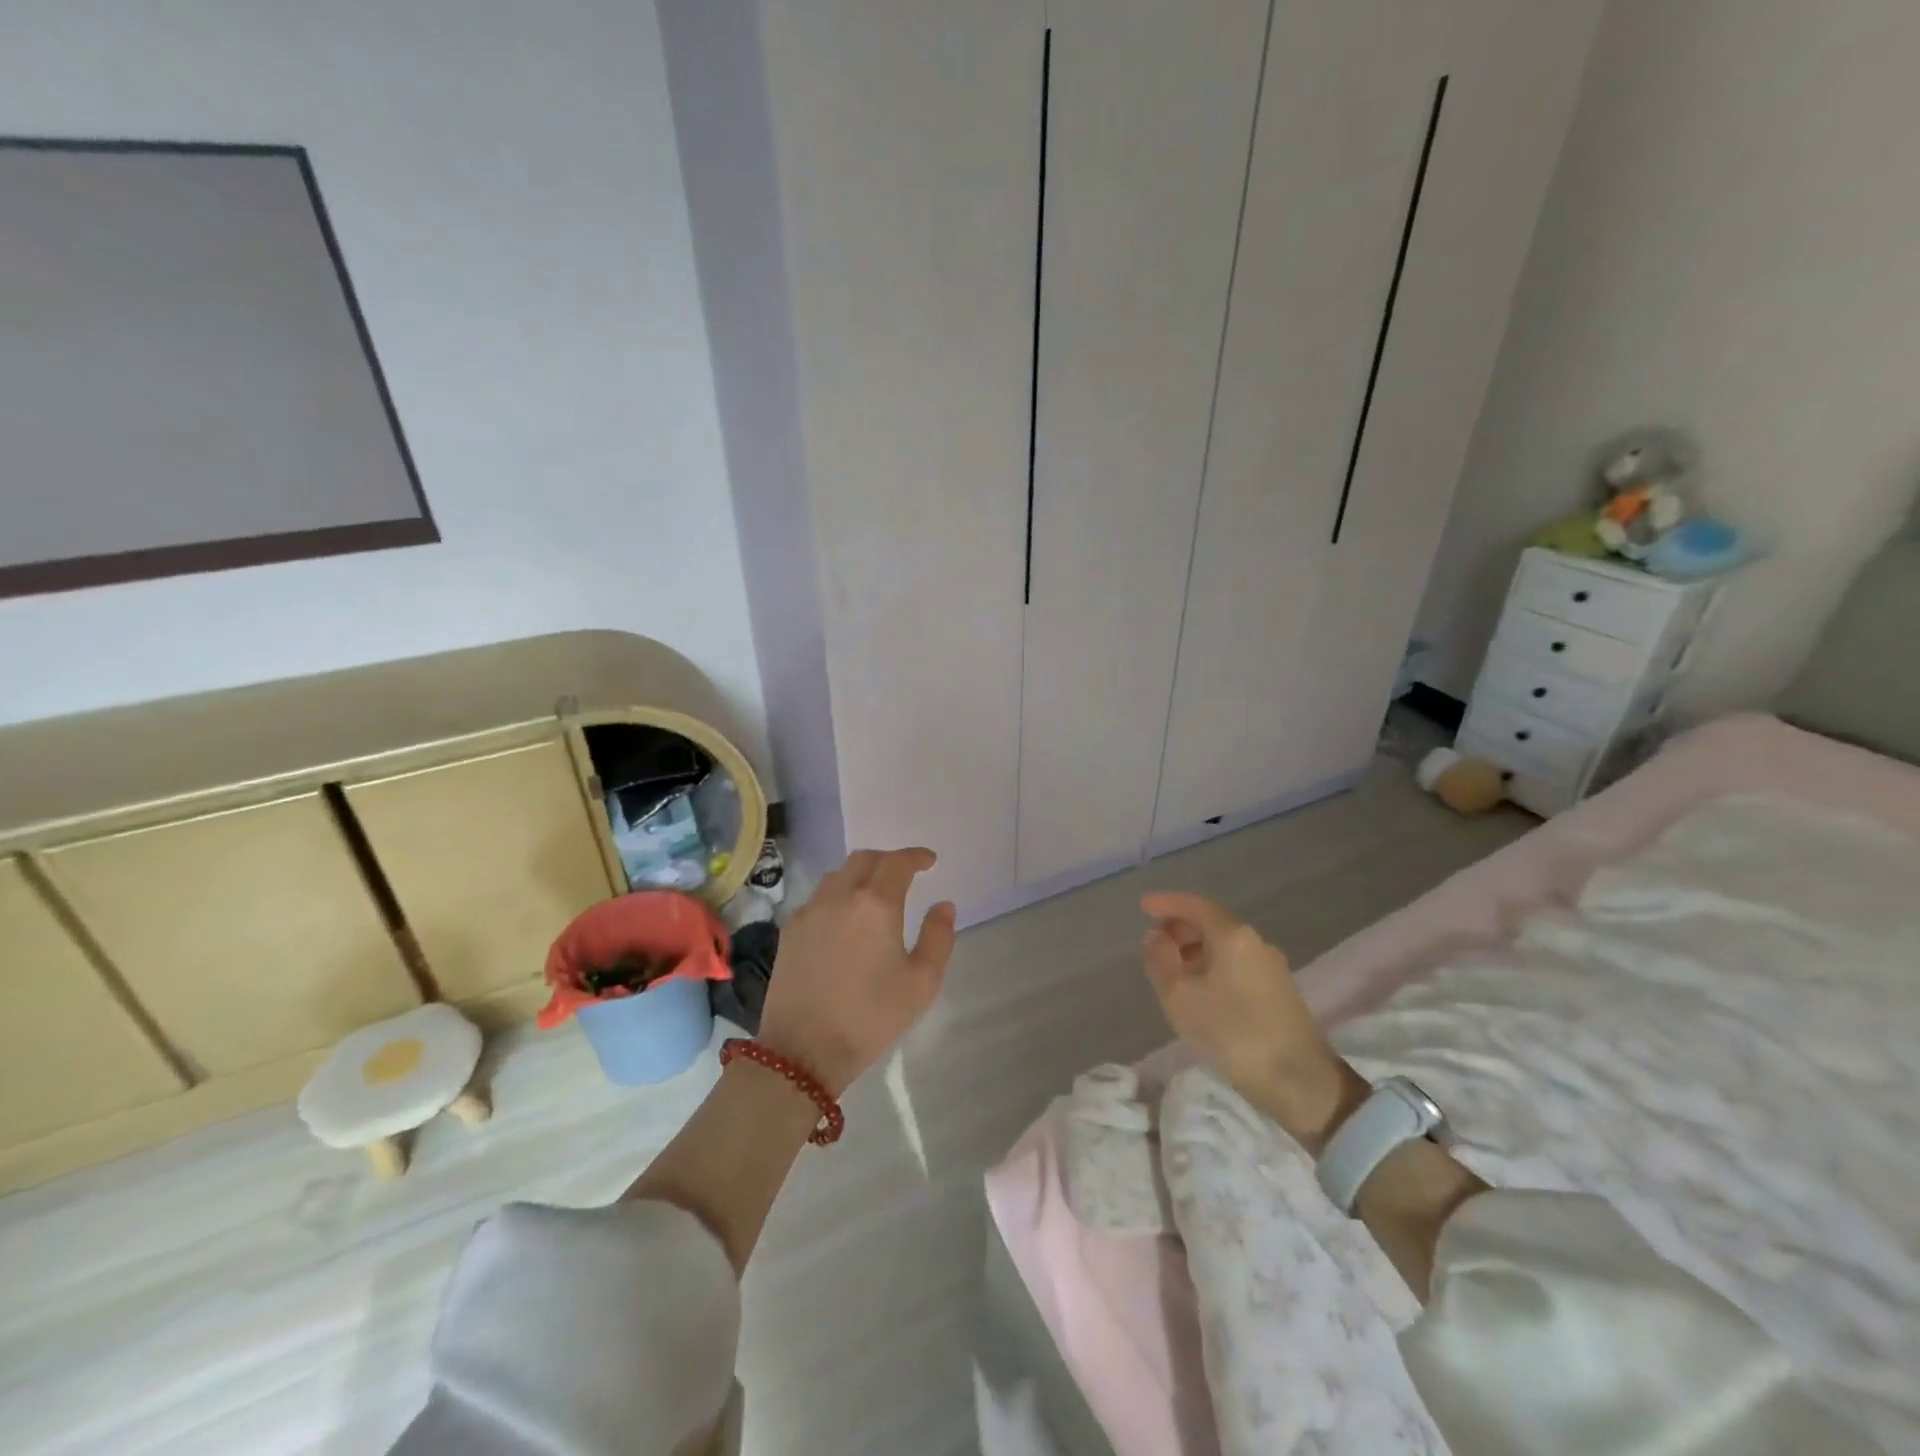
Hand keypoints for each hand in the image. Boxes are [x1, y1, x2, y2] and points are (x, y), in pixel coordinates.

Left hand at [756, 849, 956, 1096]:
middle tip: (904, 873)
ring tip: (874, 894)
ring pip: (837, 876)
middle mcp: (839, 896)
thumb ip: (938, 936)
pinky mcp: (789, 931)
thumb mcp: (922, 982)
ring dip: (860, 875)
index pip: (898, 863)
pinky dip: (837, 895)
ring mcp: (809, 912)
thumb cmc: (871, 1017)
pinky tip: (844, 919)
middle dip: (888, 860)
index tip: (929, 861)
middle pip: (864, 859)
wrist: (803, 1050)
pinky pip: (818, 898)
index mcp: (875, 904)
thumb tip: (943, 905)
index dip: (916, 856)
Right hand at [1140, 892, 1355, 1147]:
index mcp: (1234, 936)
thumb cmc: (1233, 1034)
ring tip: (1171, 970)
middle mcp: (1256, 943)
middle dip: (1180, 928)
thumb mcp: (1180, 997)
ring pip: (1225, 946)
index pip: (1195, 906)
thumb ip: (1161, 960)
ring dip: (1195, 950)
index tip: (1143, 906)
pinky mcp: (1279, 992)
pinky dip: (1212, 966)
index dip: (1167, 903)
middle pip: (1212, 923)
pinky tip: (1199, 990)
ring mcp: (1272, 967)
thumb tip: (1156, 936)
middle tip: (1153, 943)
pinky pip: (1236, 964)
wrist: (1300, 1084)